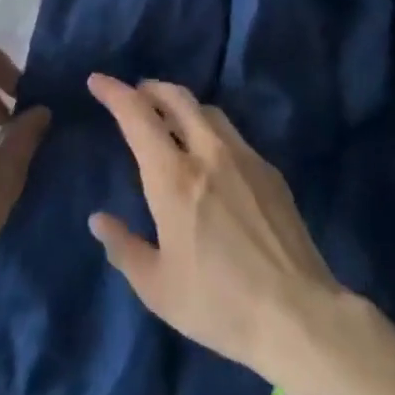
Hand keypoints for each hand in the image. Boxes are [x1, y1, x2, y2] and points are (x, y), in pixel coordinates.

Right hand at [87, 74, 342, 376]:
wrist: (297, 314)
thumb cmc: (218, 304)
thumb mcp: (157, 287)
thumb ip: (123, 247)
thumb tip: (99, 219)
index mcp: (173, 177)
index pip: (137, 116)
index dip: (114, 92)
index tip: (97, 81)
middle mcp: (208, 153)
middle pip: (177, 98)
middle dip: (151, 89)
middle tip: (135, 94)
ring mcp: (244, 158)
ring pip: (208, 111)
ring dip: (182, 106)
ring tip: (170, 121)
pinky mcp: (269, 172)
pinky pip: (232, 135)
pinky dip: (210, 130)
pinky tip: (211, 156)